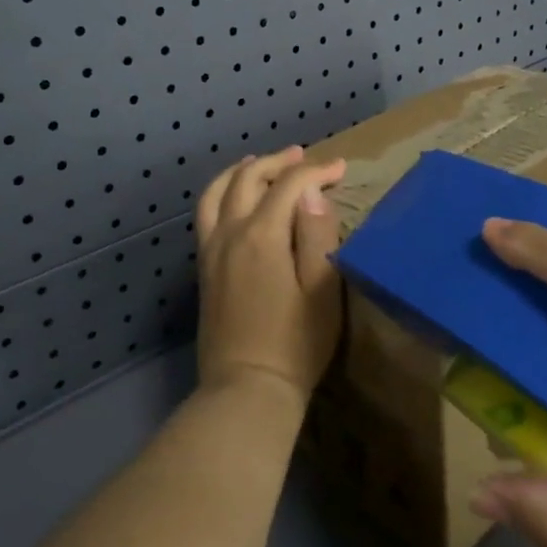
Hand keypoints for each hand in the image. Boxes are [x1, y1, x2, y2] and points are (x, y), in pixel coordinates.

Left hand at [194, 147, 347, 402]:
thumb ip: (317, 235)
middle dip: (278, 162)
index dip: (317, 172)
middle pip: (248, 179)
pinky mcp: (204, 269)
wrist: (247, 389)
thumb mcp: (322, 291)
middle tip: (304, 158)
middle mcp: (230, 234)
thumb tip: (311, 194)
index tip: (342, 169)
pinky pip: (207, 214)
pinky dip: (223, 193)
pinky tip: (236, 200)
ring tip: (260, 164)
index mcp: (262, 235)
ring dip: (242, 172)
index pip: (289, 185)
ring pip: (218, 192)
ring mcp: (211, 251)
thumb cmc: (296, 343)